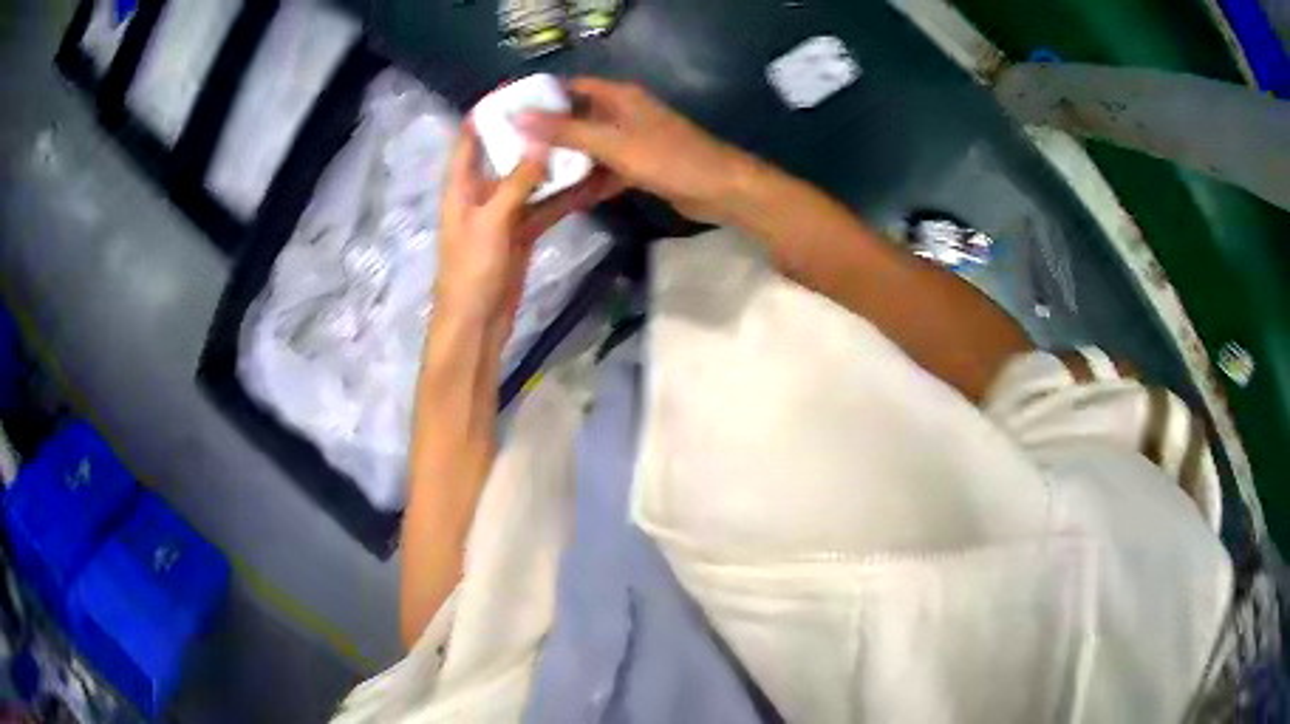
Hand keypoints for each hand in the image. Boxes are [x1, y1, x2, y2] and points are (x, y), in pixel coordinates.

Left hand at [435, 123, 619, 334]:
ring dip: (553, 164)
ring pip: (530, 180)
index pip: (469, 137)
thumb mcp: (490, 222)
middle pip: (505, 153)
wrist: (476, 323)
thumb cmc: (471, 271)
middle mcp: (481, 193)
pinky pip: (544, 206)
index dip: (488, 111)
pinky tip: (588, 181)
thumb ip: (516, 182)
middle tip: (564, 110)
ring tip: (584, 139)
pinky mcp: (522, 233)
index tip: (518, 89)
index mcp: (461, 186)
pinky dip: (563, 195)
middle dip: (530, 133)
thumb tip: (540, 143)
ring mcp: (504, 213)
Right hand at [518, 78, 746, 223]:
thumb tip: (519, 117)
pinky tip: (564, 194)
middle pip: (578, 117)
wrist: (719, 189)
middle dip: (549, 132)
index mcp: (619, 97)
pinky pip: (606, 168)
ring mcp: (633, 140)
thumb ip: (565, 131)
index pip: (572, 88)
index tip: (510, 113)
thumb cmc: (667, 158)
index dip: (542, 97)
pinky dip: (589, 179)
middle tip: (513, 149)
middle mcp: (624, 113)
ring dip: (567, 158)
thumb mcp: (611, 143)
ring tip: (529, 173)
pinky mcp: (640, 165)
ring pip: (590, 145)